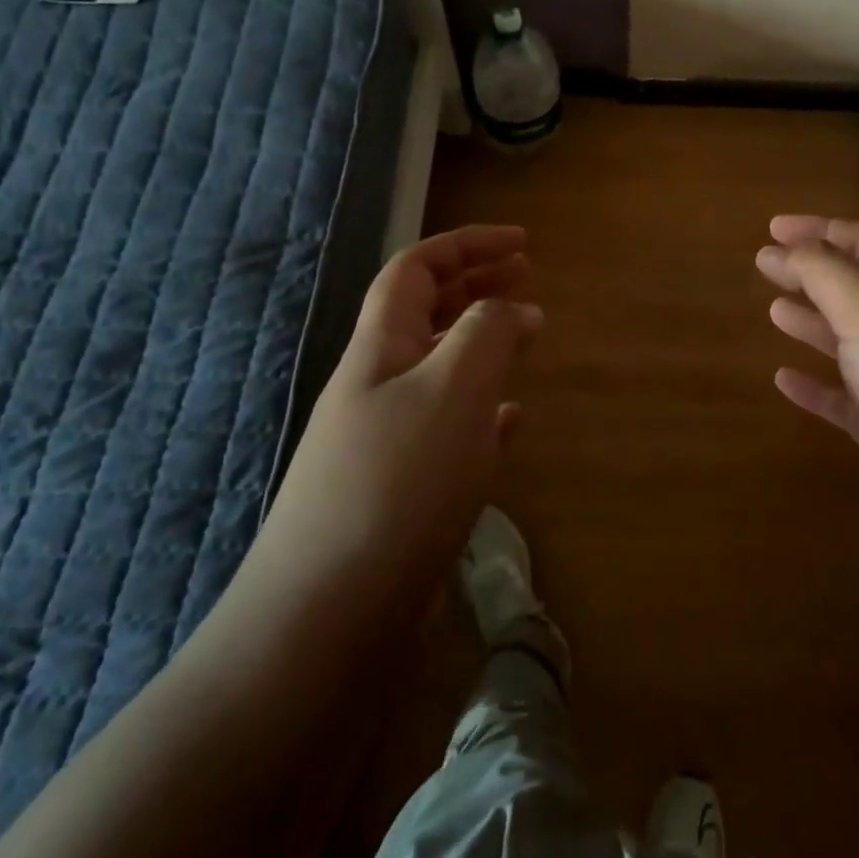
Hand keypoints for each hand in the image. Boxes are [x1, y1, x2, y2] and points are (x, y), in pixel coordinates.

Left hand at [258, 225, 540, 592]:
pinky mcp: (402, 488)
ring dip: (483, 344)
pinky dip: (484, 409)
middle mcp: (377, 385)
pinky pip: (450, 426)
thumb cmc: (396, 483)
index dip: (467, 245)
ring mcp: (386, 438)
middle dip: (476, 286)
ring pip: (441, 368)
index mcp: (380, 348)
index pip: (416, 269)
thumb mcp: (452, 391)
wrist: (329, 614)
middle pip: (426, 313)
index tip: (523, 242)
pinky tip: (512, 420)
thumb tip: (514, 308)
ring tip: (527, 339)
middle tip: (529, 278)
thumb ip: (486, 335)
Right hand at [757, 216, 858, 565]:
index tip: (772, 227)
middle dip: (812, 273)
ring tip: (773, 310)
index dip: (819, 230)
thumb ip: (825, 273)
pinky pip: (844, 400)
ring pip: (850, 341)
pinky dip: (815, 385)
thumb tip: (786, 247)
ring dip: (813, 321)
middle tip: (764, 265)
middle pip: (856, 289)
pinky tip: (783, 380)